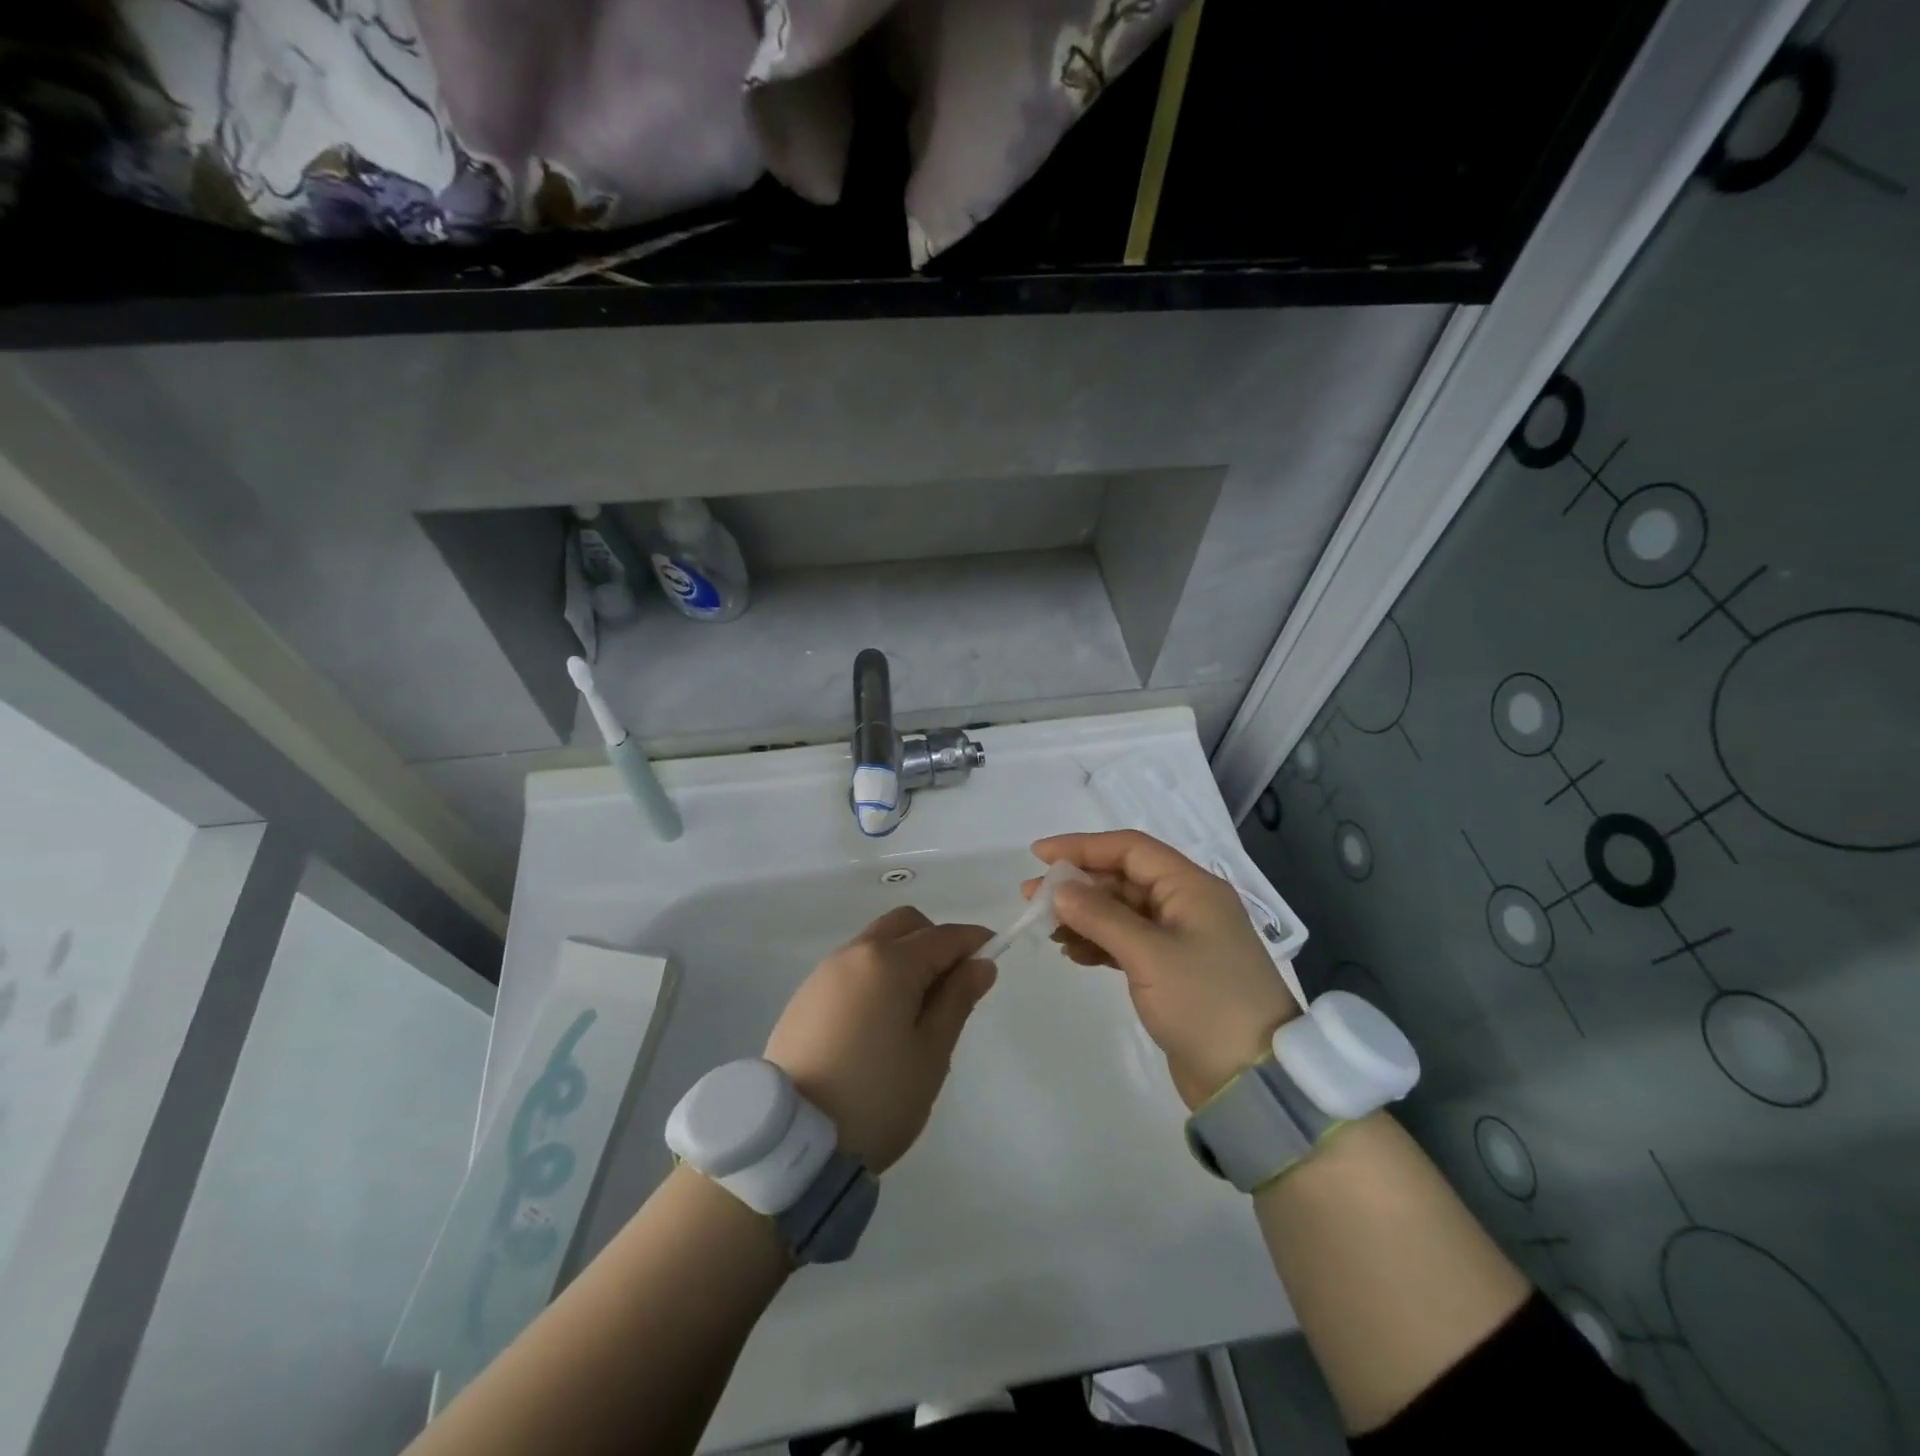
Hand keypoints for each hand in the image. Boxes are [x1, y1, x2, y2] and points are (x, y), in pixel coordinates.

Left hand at [764, 907, 995, 1173]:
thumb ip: (957, 1000)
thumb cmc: (877, 1097)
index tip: (994, 954)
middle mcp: (854, 954)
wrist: (792, 1142)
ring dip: (904, 956)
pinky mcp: (804, 997)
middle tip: (952, 984)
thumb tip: (980, 963)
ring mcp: (824, 974)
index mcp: (889, 962)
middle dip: (935, 940)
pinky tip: (880, 1020)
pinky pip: (851, 967)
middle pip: (904, 925)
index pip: (943, 936)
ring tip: (917, 1009)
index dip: (973, 941)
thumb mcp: (931, 1053)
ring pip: (875, 942)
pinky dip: (876, 975)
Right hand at [1027, 830, 1297, 1110]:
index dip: (1083, 847)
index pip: (1131, 849)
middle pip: (1124, 879)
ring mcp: (1182, 940)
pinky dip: (1100, 943)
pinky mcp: (1174, 972)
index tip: (1040, 855)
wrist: (1254, 1081)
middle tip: (1032, 897)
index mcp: (1192, 887)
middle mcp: (1188, 905)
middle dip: (1078, 885)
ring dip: (1085, 916)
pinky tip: (1073, 953)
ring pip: (1123, 912)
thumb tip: (1060, 888)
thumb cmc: (1205, 1004)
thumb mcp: (1149, 955)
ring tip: (1046, 930)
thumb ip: (1101, 917)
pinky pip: (1128, 943)